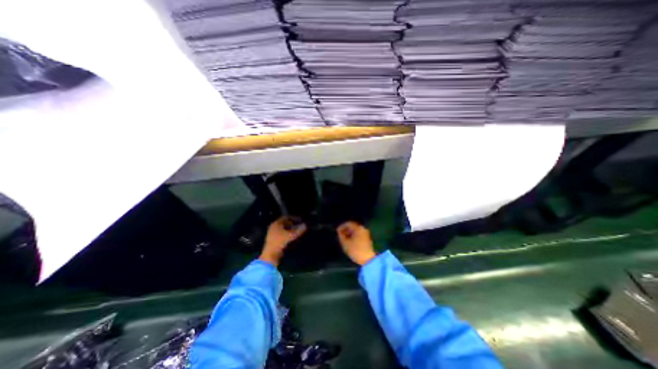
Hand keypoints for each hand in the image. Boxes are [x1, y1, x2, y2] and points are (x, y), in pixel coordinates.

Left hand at [258, 217, 306, 264]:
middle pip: (284, 223)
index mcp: (276, 223)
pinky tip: (293, 237)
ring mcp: (273, 233)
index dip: (293, 218)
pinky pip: (282, 234)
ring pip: (284, 229)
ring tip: (297, 231)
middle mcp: (274, 227)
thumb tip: (305, 225)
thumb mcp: (290, 235)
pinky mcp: (274, 240)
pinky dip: (288, 234)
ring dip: (291, 229)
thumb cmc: (280, 242)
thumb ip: (299, 230)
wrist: (271, 254)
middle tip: (299, 225)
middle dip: (293, 223)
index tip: (300, 220)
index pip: (286, 217)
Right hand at [336, 222, 376, 264]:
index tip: (337, 231)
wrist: (368, 259)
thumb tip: (339, 231)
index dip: (341, 226)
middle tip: (340, 235)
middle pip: (352, 226)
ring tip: (344, 238)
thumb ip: (341, 235)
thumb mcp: (345, 243)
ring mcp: (366, 233)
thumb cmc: (355, 250)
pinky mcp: (367, 238)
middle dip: (345, 230)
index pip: (348, 223)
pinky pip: (358, 234)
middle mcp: (363, 228)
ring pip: (355, 230)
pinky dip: (353, 235)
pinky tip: (349, 241)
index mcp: (358, 228)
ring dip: (349, 233)